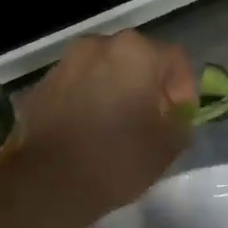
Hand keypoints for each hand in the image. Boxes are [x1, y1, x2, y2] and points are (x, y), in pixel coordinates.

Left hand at [15, 30, 196, 227]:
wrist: (48, 183)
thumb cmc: (117, 159)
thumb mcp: (168, 146)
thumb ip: (180, 123)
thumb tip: (173, 117)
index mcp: (135, 52)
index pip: (175, 59)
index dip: (185, 90)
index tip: (179, 119)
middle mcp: (99, 45)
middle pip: (137, 59)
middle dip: (149, 86)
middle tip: (152, 120)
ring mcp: (66, 63)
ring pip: (104, 70)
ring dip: (117, 90)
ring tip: (118, 125)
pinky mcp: (42, 84)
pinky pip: (78, 85)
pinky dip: (89, 100)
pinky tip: (89, 131)